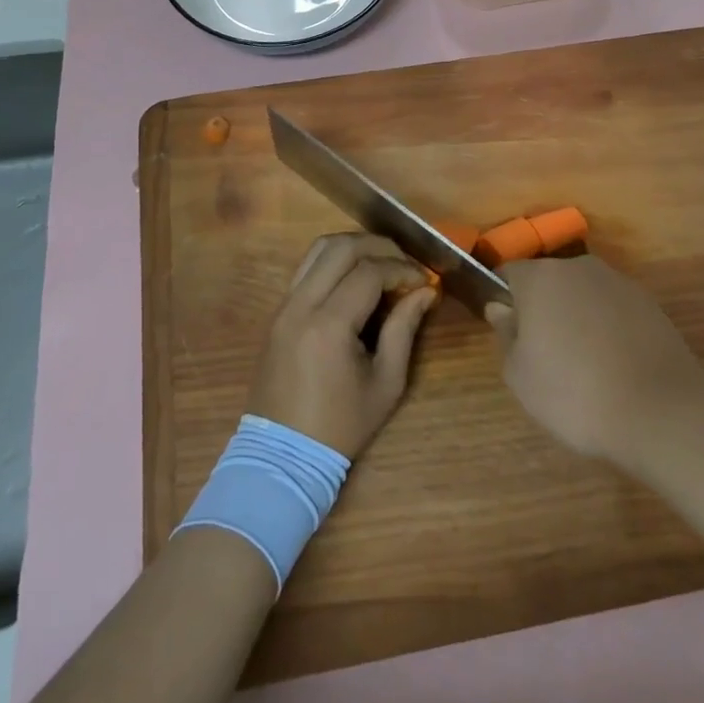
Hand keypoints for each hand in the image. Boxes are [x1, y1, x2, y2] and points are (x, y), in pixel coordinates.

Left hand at [247, 233, 436, 459]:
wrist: (283, 455)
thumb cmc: (341, 426)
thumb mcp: (386, 384)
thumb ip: (405, 329)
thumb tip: (426, 291)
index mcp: (329, 325)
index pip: (370, 272)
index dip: (402, 269)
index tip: (424, 281)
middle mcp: (301, 304)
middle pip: (341, 247)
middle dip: (380, 247)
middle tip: (406, 264)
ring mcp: (284, 305)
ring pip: (318, 249)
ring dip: (354, 247)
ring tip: (383, 263)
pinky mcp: (277, 312)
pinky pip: (306, 268)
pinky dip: (334, 261)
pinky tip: (356, 278)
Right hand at [485, 254, 703, 467]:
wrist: (660, 410)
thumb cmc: (574, 392)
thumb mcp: (520, 375)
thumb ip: (506, 334)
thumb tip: (501, 308)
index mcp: (540, 277)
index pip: (509, 274)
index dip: (504, 299)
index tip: (508, 332)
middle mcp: (578, 267)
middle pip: (548, 281)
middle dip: (542, 308)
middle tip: (544, 353)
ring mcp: (618, 282)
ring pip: (583, 293)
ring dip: (577, 316)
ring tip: (584, 364)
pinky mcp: (649, 302)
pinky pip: (613, 309)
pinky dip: (607, 328)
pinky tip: (614, 365)